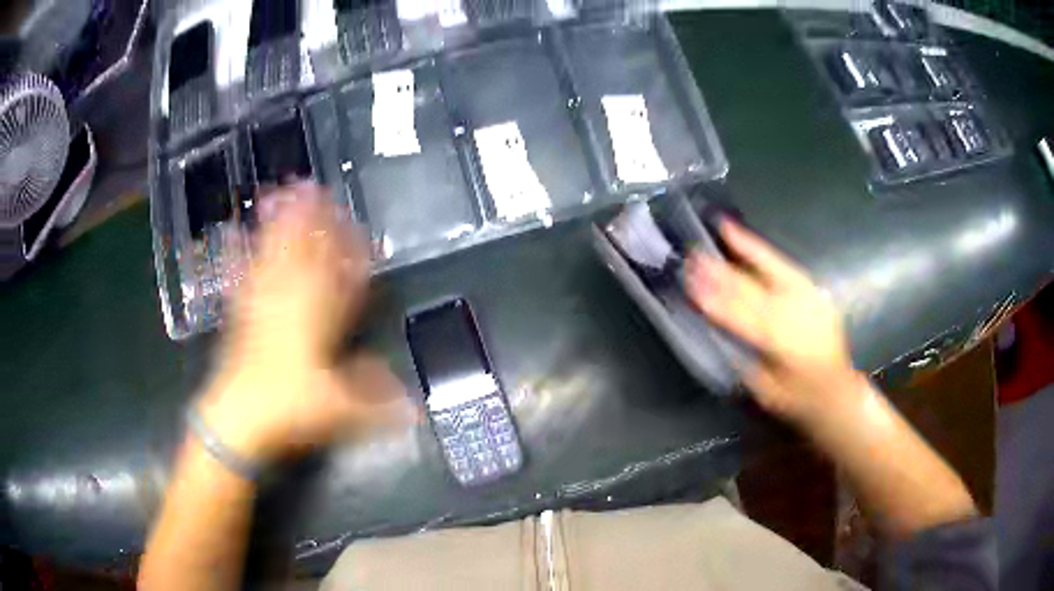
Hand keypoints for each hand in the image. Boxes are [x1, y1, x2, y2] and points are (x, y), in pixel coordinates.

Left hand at [199, 184, 410, 462]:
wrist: (238, 416)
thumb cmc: (289, 408)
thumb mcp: (338, 408)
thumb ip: (376, 400)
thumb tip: (413, 405)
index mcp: (316, 320)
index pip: (338, 276)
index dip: (347, 249)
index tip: (355, 224)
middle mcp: (289, 303)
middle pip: (303, 252)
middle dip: (310, 219)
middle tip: (313, 185)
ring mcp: (261, 304)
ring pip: (273, 254)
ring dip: (278, 224)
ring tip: (280, 193)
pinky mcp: (239, 313)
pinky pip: (241, 274)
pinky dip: (238, 253)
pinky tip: (232, 234)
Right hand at [685, 219, 866, 426]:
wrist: (837, 391)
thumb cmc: (797, 398)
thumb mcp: (764, 391)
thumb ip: (743, 360)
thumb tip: (717, 331)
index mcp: (781, 342)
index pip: (741, 316)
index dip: (715, 300)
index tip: (691, 284)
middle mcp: (795, 313)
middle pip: (752, 289)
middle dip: (721, 273)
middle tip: (694, 257)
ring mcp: (806, 297)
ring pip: (769, 269)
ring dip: (742, 251)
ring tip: (722, 229)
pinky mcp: (812, 289)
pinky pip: (784, 265)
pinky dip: (762, 251)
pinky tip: (745, 237)